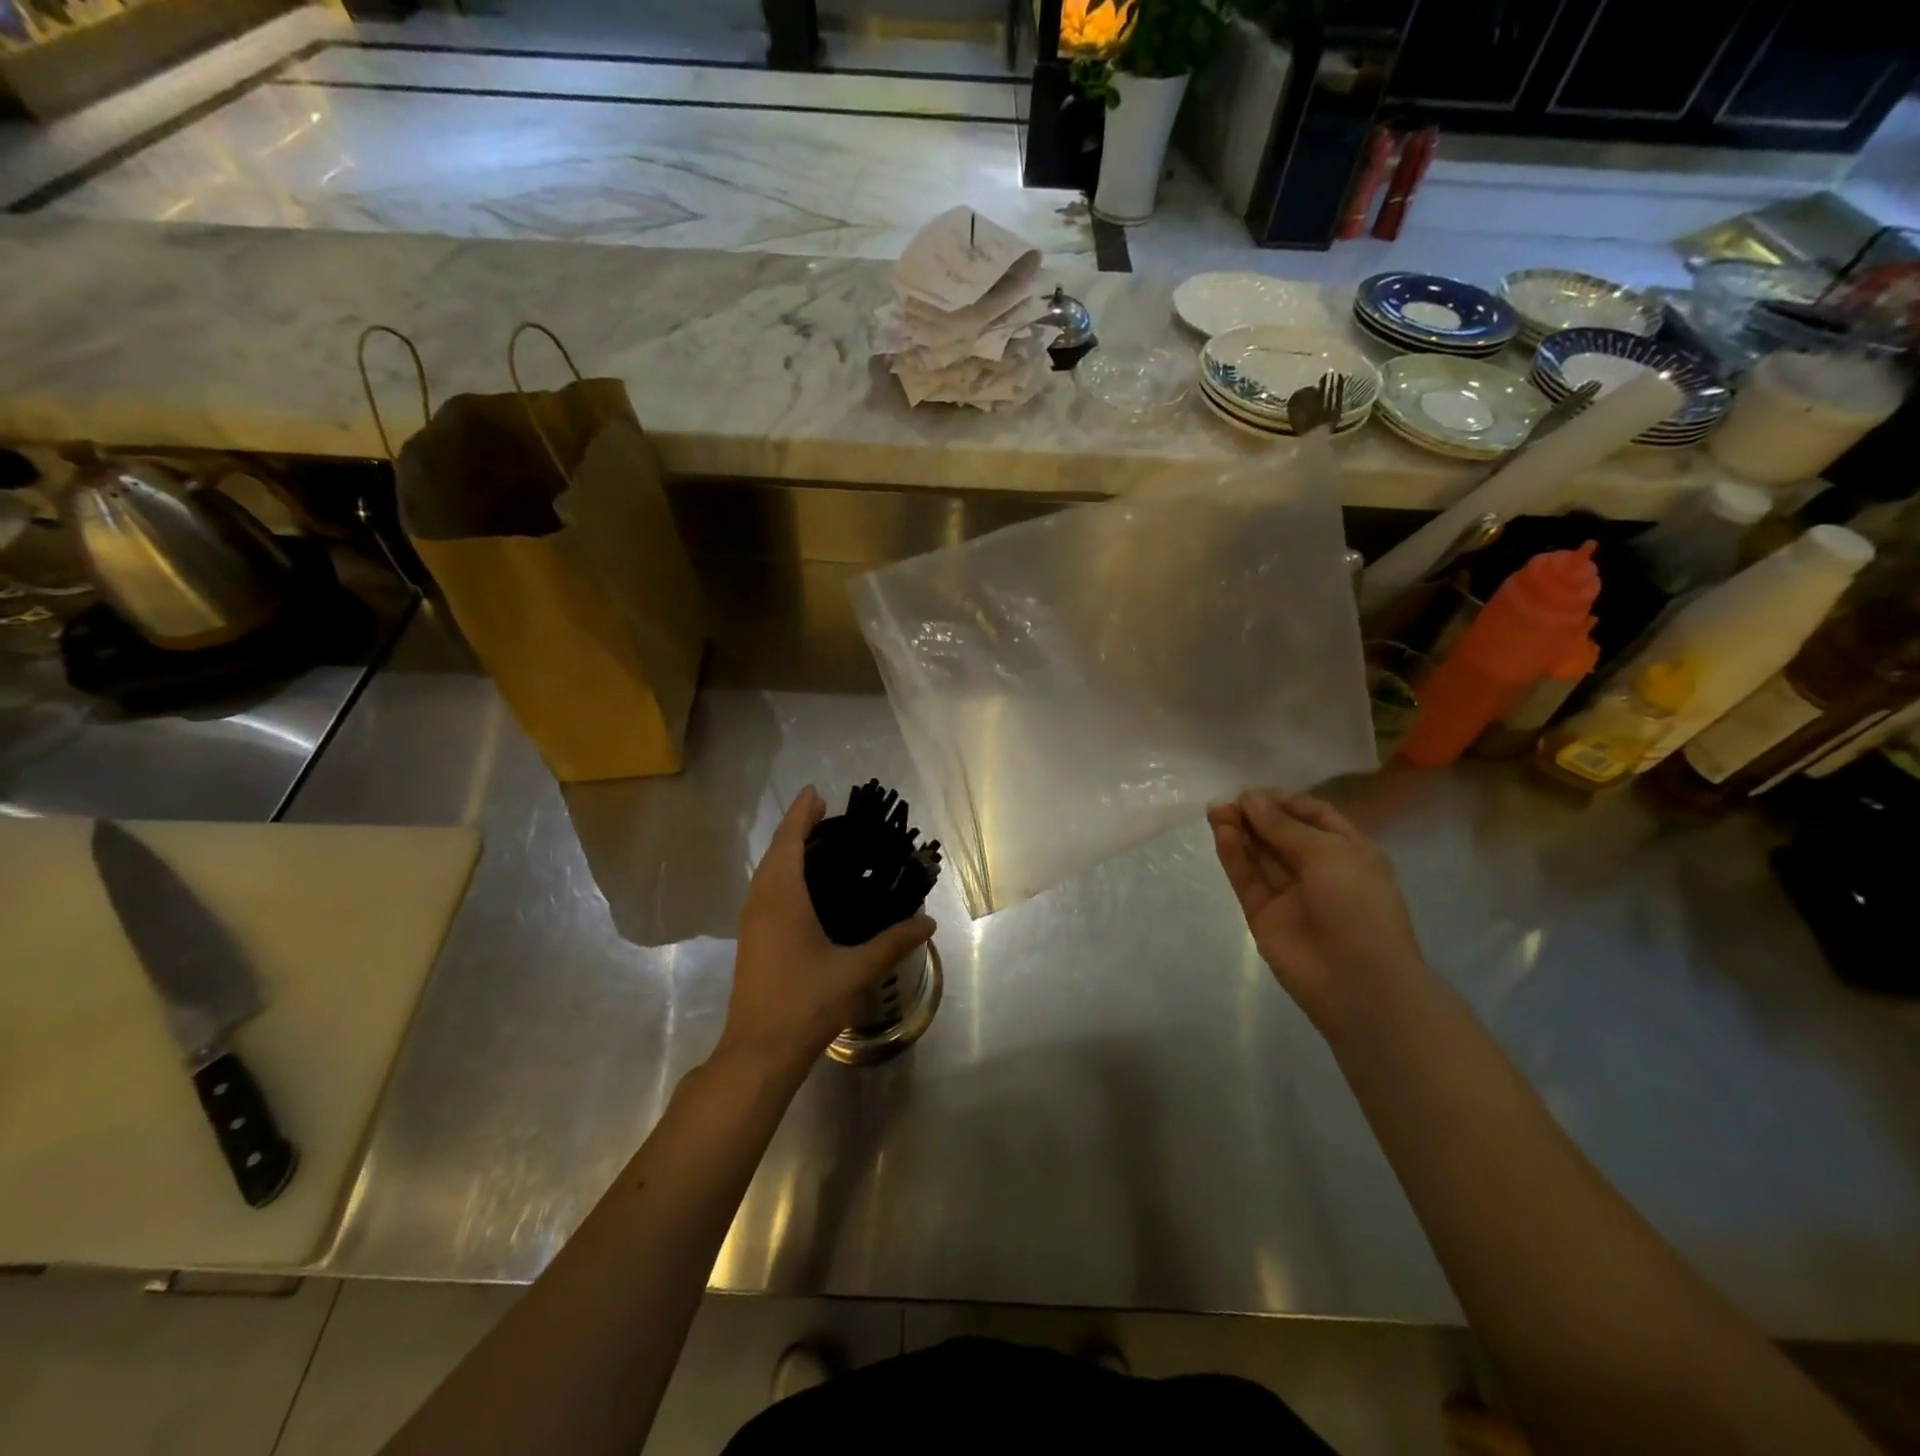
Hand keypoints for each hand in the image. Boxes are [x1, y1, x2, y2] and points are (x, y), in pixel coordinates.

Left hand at [720, 786, 936, 1076]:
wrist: (758, 1052)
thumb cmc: (805, 1004)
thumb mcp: (855, 971)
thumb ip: (892, 943)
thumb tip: (928, 922)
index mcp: (782, 899)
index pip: (789, 843)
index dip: (801, 815)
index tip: (817, 792)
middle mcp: (761, 903)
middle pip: (776, 852)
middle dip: (796, 828)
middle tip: (826, 813)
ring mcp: (752, 923)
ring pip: (767, 873)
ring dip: (787, 851)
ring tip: (818, 841)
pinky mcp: (752, 940)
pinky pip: (765, 890)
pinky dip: (782, 873)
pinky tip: (803, 886)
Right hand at [1208, 790, 1424, 1028]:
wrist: (1358, 981)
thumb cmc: (1358, 905)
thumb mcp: (1327, 853)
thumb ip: (1283, 826)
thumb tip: (1249, 799)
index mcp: (1348, 851)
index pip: (1313, 816)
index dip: (1284, 801)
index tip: (1256, 792)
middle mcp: (1319, 870)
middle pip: (1281, 834)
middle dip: (1256, 815)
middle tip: (1227, 801)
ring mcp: (1289, 894)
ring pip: (1260, 855)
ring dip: (1240, 831)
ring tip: (1216, 811)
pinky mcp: (1263, 914)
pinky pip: (1247, 879)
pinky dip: (1234, 856)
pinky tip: (1222, 834)